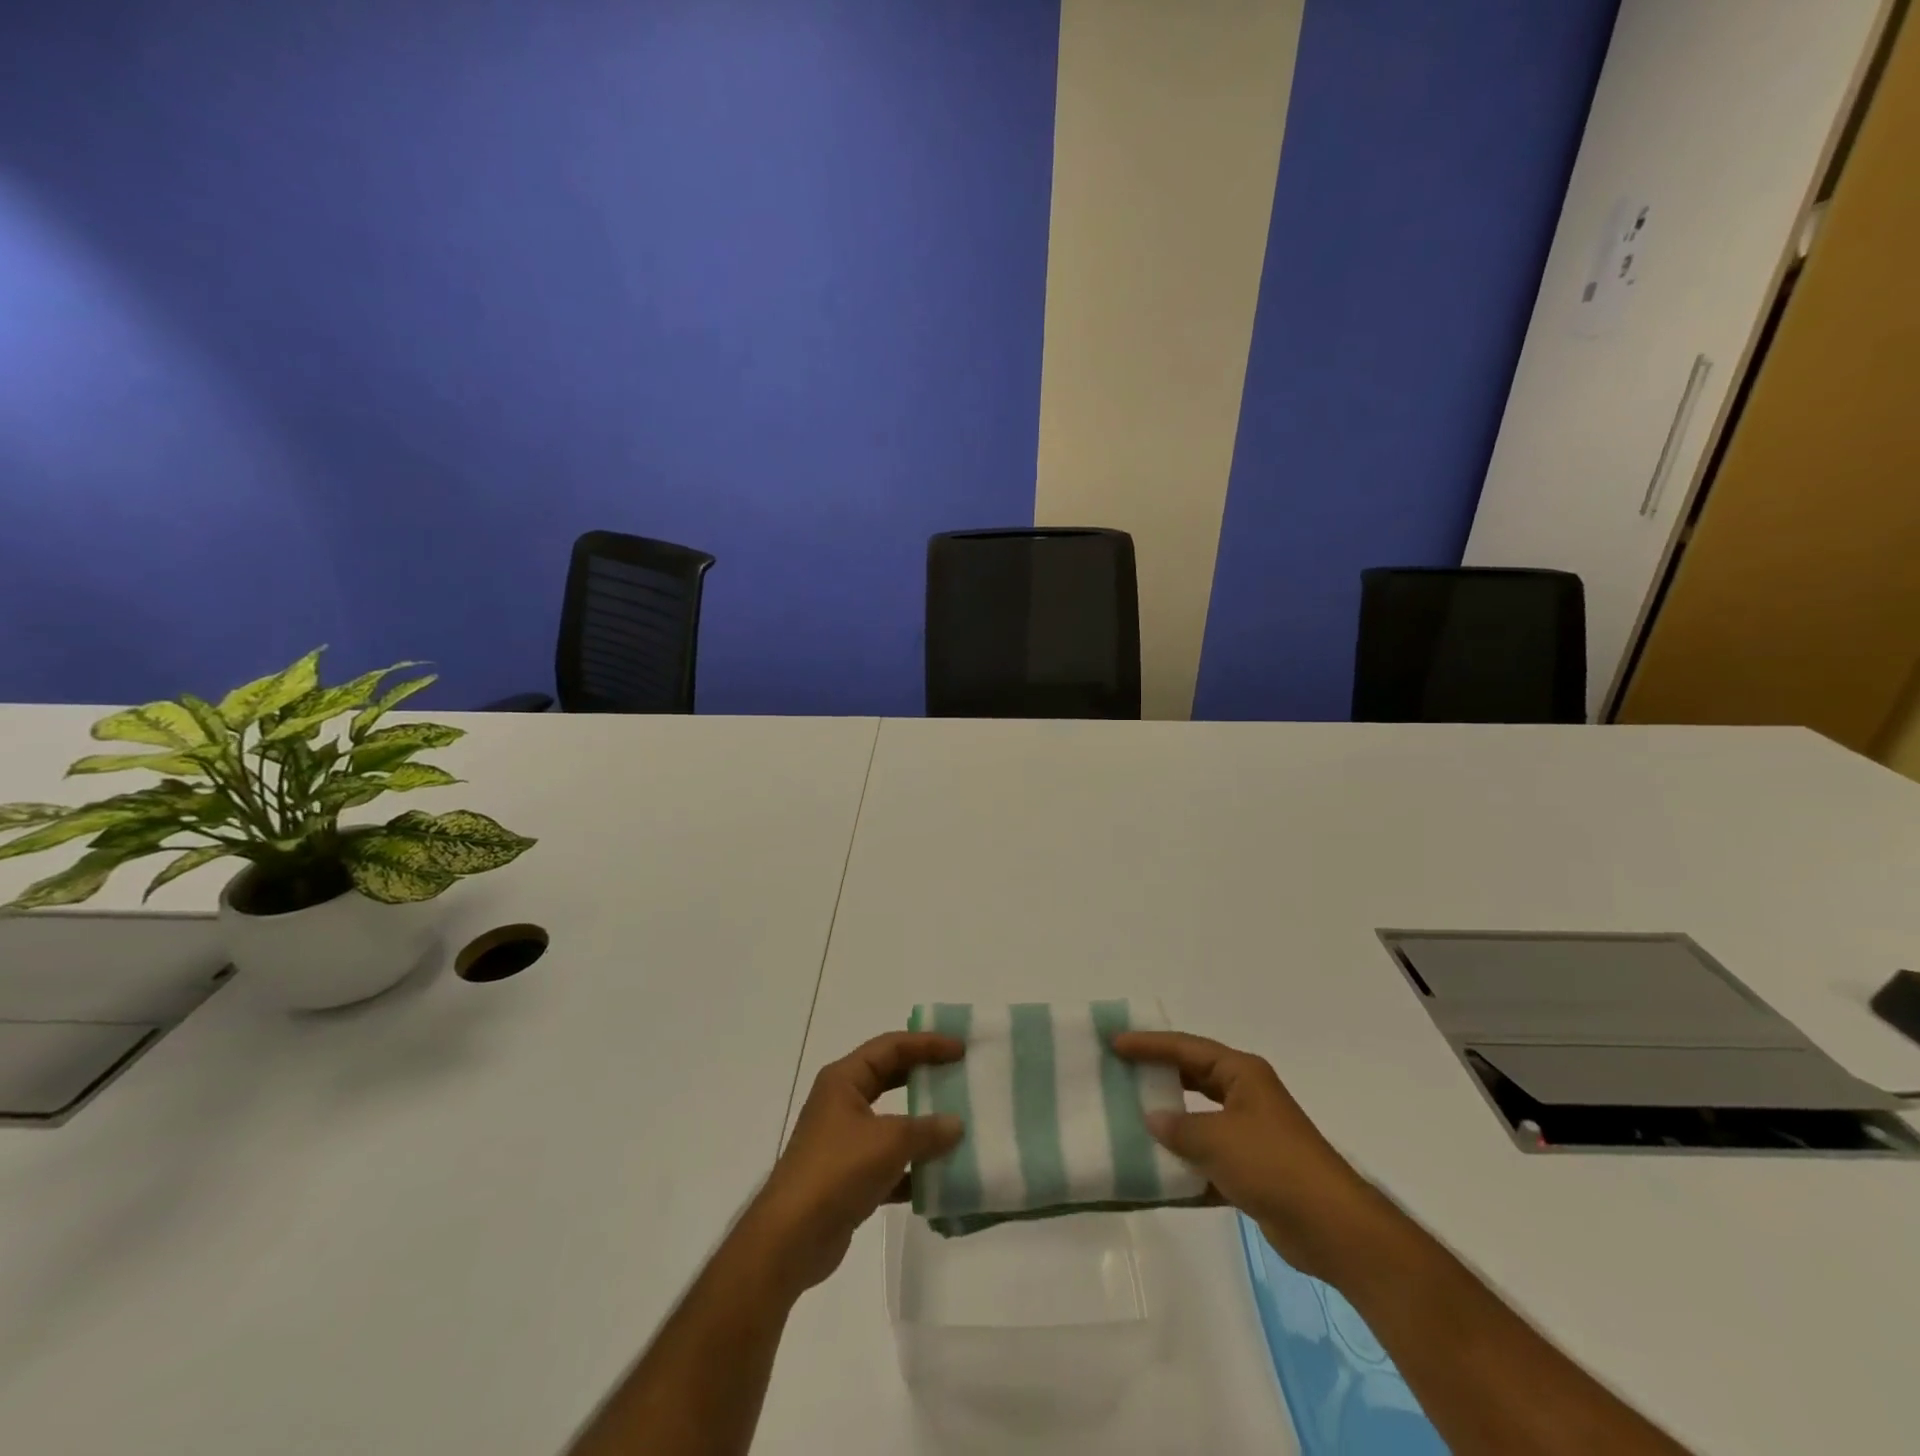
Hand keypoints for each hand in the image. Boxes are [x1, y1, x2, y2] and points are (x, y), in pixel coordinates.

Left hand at [740, 1032, 964, 1297]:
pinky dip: (912, 1167)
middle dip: (924, 1076)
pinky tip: (939, 1178)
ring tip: (958, 1124)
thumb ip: (927, 1130)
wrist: (791, 1238)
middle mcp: (841, 1103)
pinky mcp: (847, 1178)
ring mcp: (843, 1141)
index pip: (890, 1047)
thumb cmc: (837, 1170)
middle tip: (959, 1075)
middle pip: (889, 1078)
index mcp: (844, 1080)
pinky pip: (888, 1162)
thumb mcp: (889, 1142)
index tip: (960, 1049)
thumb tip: (956, 1125)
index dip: (926, 1043)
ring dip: (921, 1125)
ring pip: (890, 1122)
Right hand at [1112, 1031, 1383, 1283]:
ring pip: (1199, 1120)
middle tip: (1119, 1072)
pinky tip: (1156, 1174)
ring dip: (1170, 1124)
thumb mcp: (1217, 1138)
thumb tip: (1152, 1118)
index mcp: (1242, 1074)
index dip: (1149, 1044)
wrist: (1332, 1228)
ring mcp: (1250, 1135)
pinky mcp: (1252, 1172)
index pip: (1186, 1048)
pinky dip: (1185, 1166)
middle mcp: (1246, 1097)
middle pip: (1193, 1078)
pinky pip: (1208, 1160)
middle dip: (1158, 1077)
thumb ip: (1179, 1127)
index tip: (1114, 1043)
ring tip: (1129, 1119)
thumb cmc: (1273, 1164)